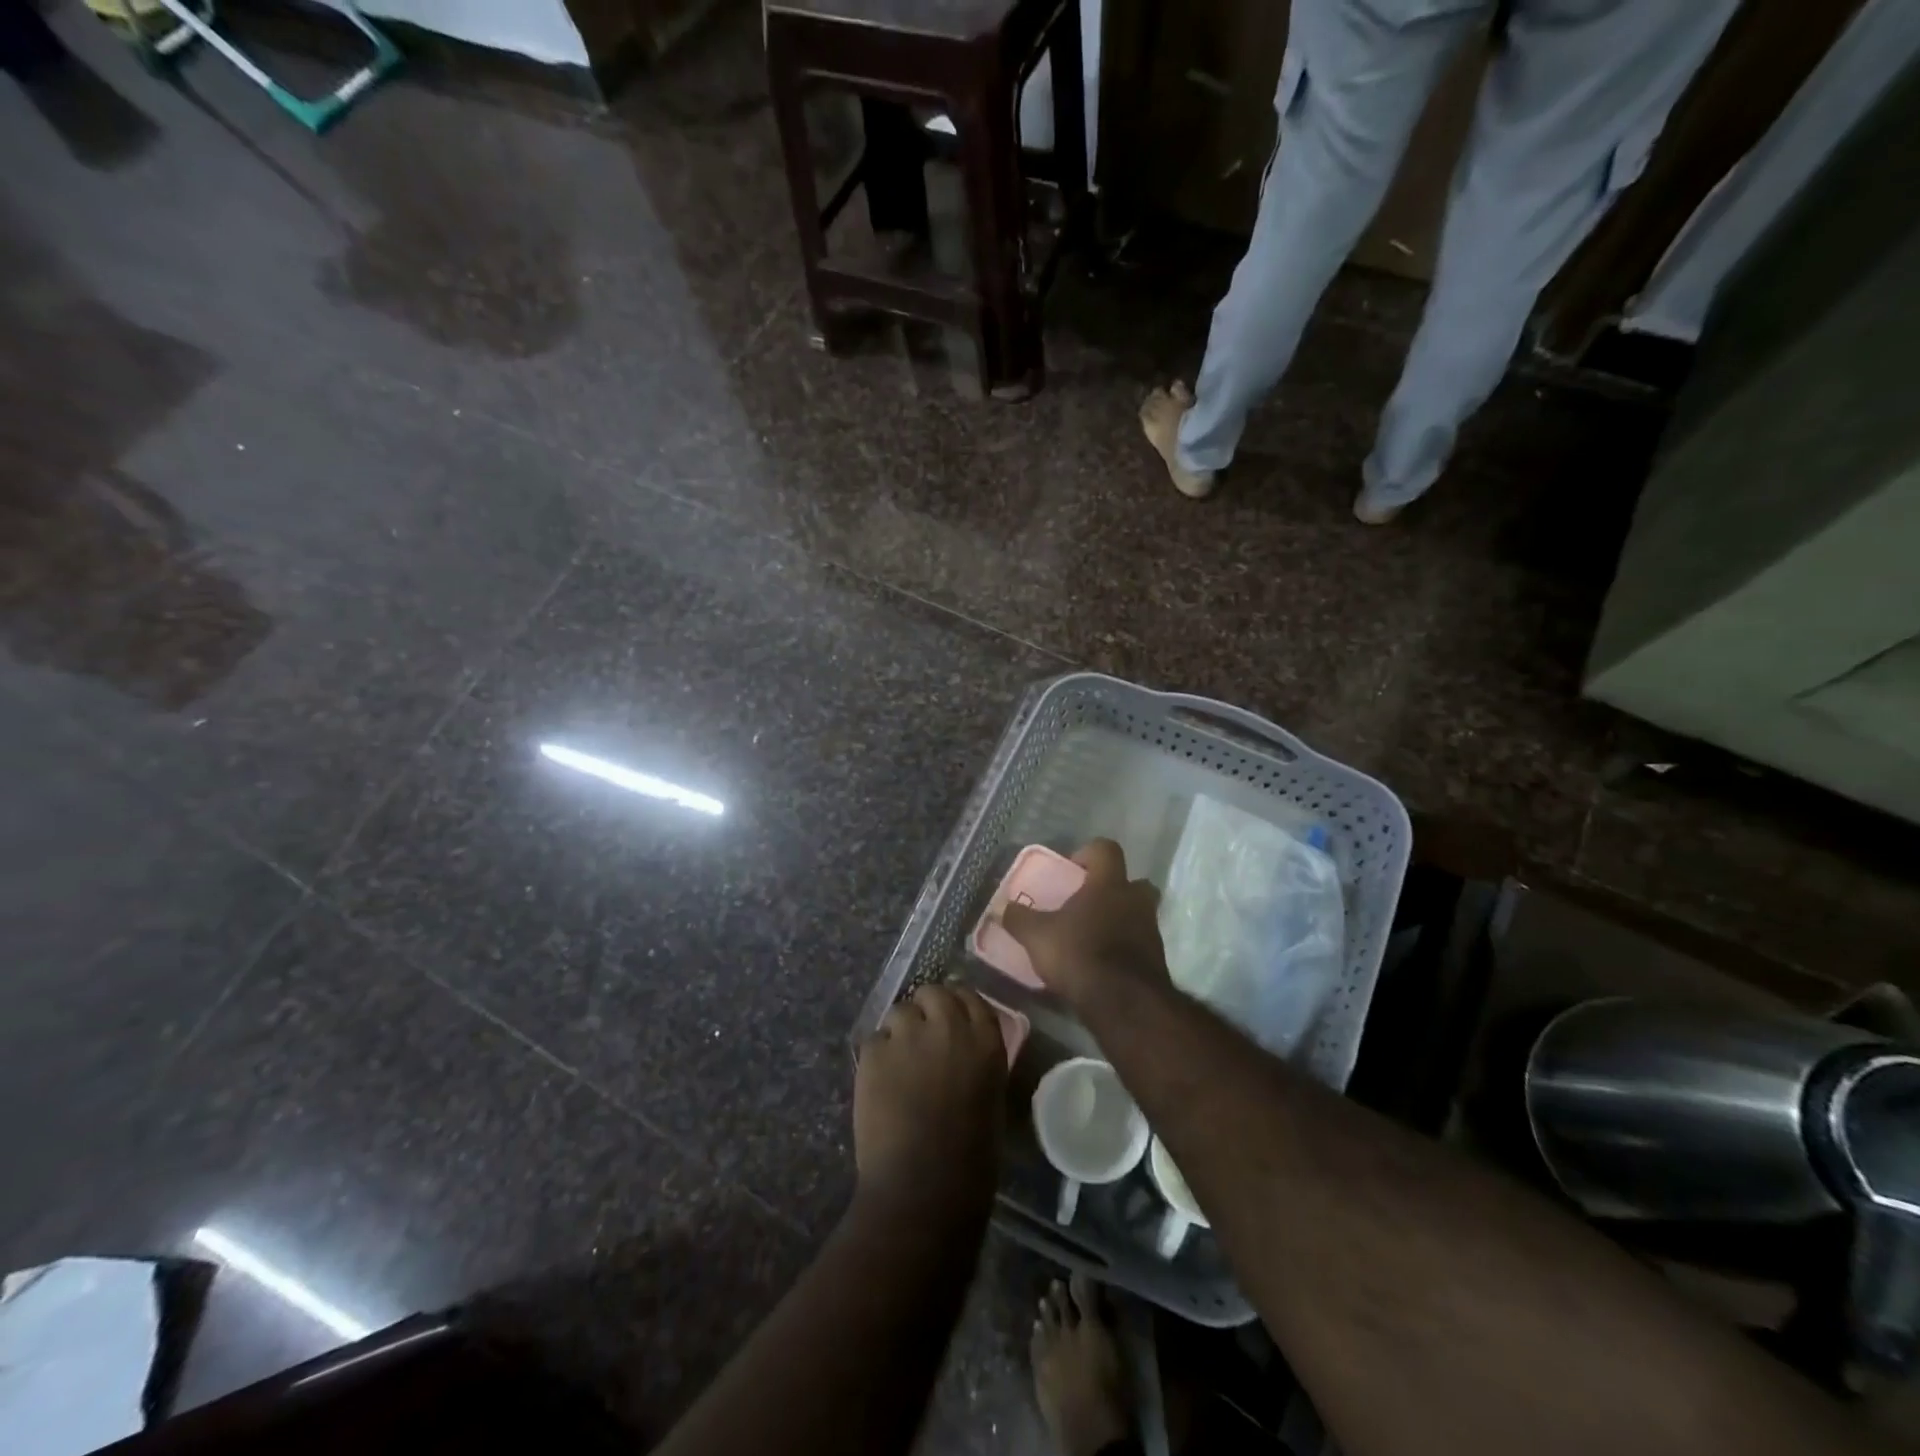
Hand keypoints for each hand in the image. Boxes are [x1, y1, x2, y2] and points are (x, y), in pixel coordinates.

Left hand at [854, 984, 1007, 1211]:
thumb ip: (976, 1061)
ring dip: (898, 1032)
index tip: (948, 1020)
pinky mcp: (874, 1053)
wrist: (924, 1189)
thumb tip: (960, 1051)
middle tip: (920, 1038)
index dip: (956, 1006)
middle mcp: (949, 1026)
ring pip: (898, 1012)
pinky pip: (873, 1041)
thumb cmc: (970, 1158)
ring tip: (897, 1063)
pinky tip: (879, 1085)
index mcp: (985, 1040)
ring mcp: (908, 1036)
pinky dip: (876, 1058)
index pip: (969, 997)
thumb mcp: (990, 1096)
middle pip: (932, 992)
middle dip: (925, 1010)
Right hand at [1000, 840, 1170, 1008]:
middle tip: (1088, 903)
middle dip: (1113, 889)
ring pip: (1138, 913)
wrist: (1124, 1003)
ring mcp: (1151, 930)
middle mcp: (1135, 900)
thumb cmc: (1080, 954)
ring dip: (1120, 920)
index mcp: (1109, 884)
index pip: (1106, 849)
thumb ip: (1019, 919)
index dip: (1089, 853)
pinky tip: (1103, 964)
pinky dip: (1125, 948)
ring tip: (1092, 938)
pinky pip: (1140, 943)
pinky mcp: (1157, 959)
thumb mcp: (1038, 936)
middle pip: (1133, 881)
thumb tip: (1003, 907)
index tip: (1072, 869)